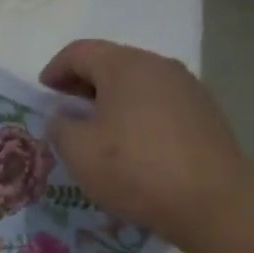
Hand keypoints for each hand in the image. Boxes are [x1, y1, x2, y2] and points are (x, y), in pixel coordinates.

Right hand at [40, 40, 246, 246]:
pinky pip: (159, 104)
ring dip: (112, 101)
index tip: (42, 93)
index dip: (55, 70)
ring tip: (98, 131)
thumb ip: (60, 128)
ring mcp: (187, 88)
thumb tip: (62, 117)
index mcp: (125, 66)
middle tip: (66, 112)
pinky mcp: (204, 113)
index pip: (80, 52)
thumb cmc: (135, 170)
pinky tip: (132, 145)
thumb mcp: (79, 153)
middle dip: (83, 84)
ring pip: (138, 84)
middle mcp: (159, 66)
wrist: (211, 200)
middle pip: (112, 63)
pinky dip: (137, 115)